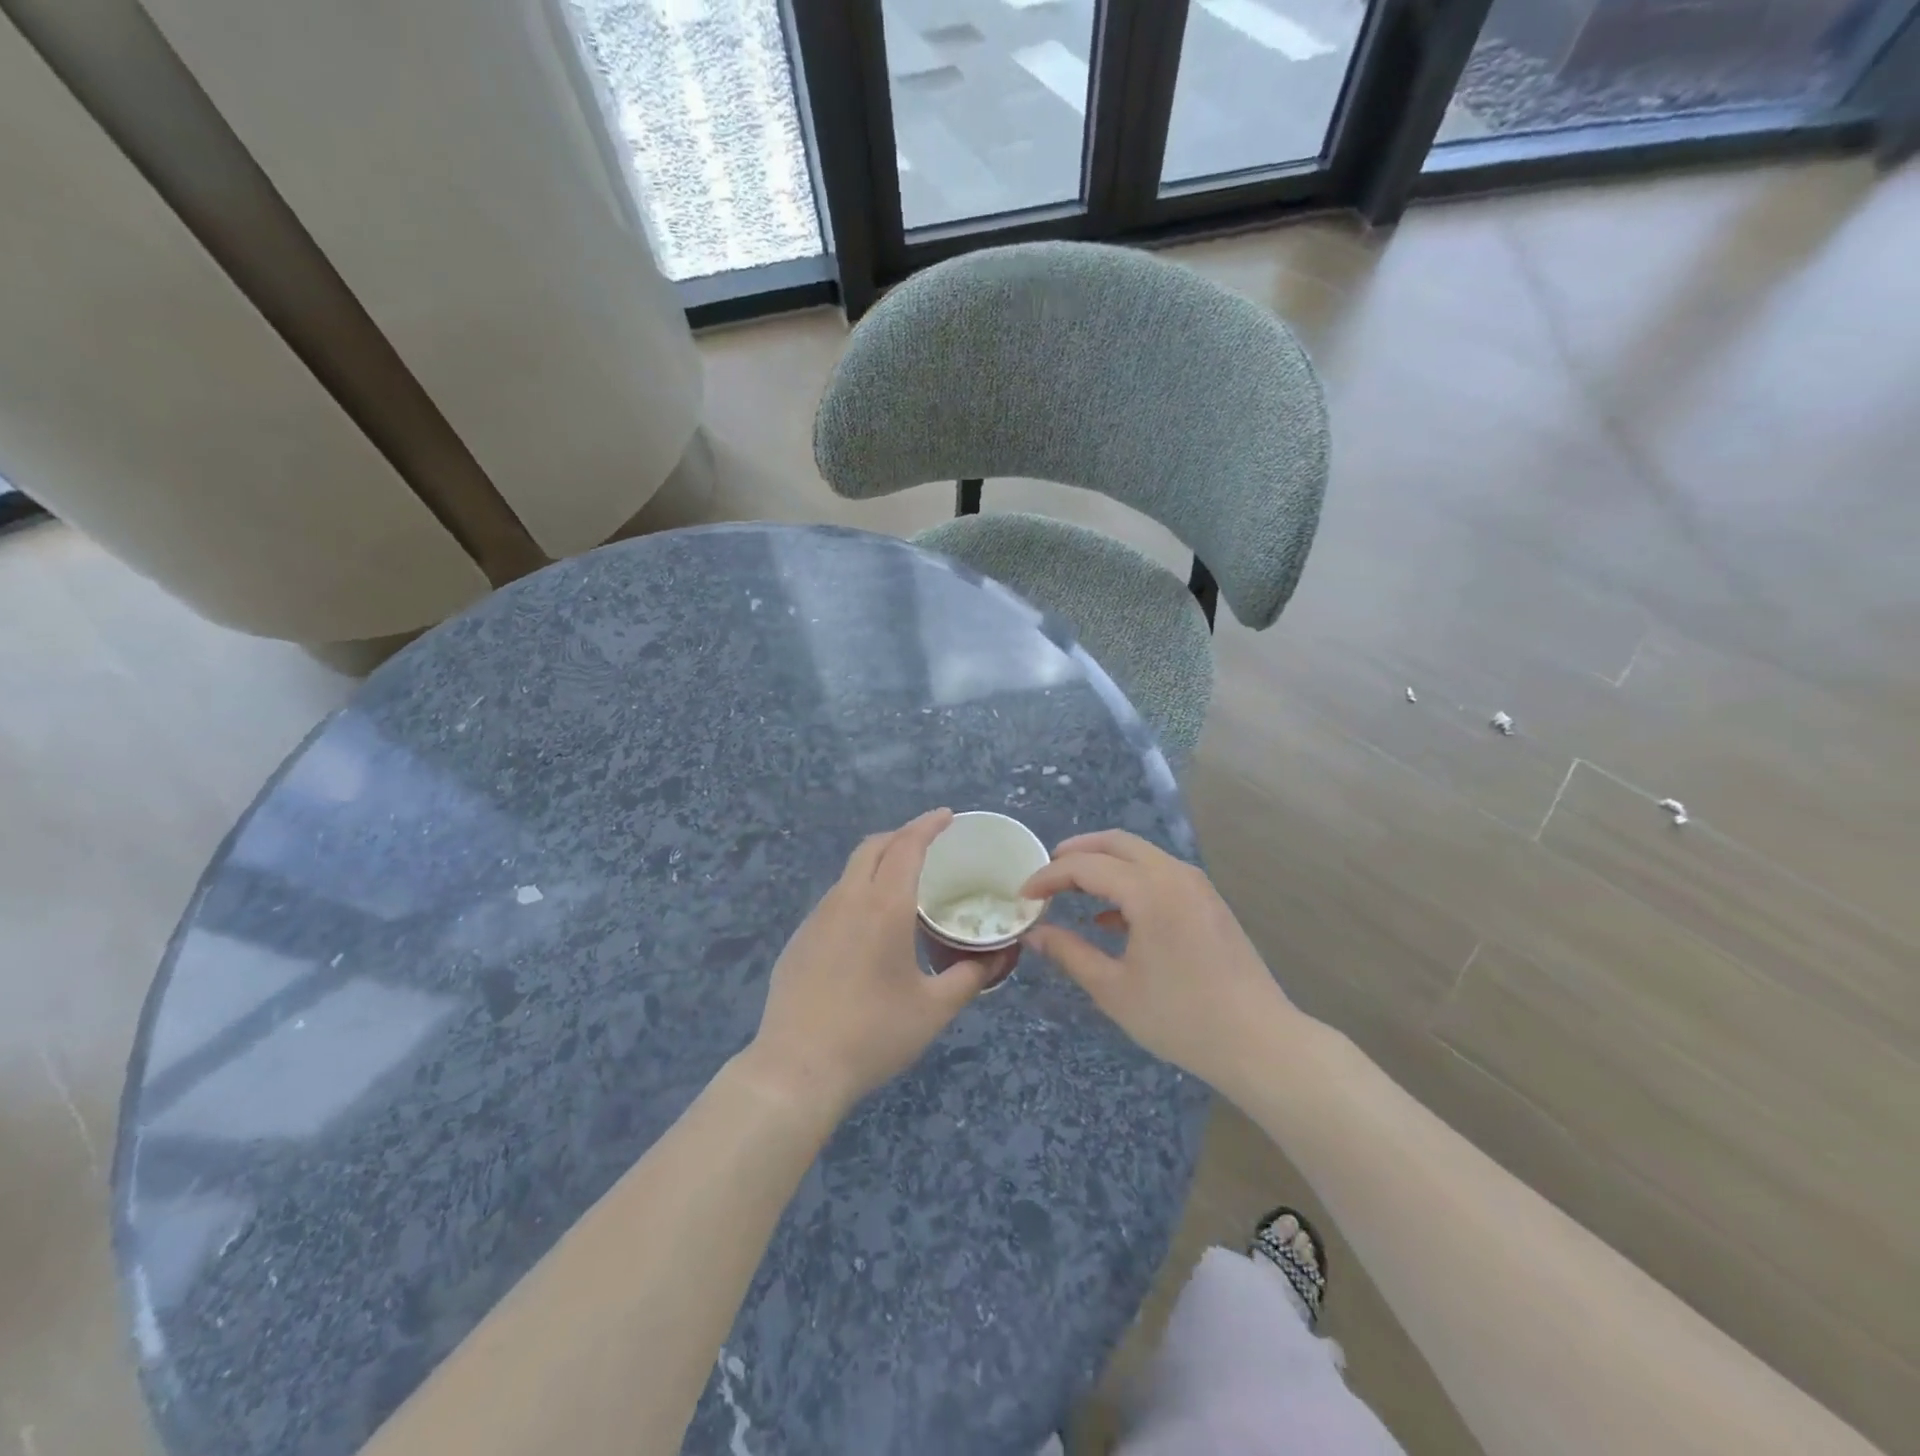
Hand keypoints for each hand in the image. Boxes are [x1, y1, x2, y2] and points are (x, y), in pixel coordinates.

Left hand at [744, 809, 992, 1115]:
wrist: (797, 1068)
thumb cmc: (873, 1034)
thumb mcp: (934, 1009)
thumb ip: (969, 977)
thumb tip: (995, 959)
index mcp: (884, 907)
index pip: (907, 847)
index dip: (928, 825)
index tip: (947, 816)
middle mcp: (847, 900)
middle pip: (873, 847)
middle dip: (902, 835)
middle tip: (929, 843)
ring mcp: (817, 918)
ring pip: (851, 872)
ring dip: (879, 863)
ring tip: (904, 883)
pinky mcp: (800, 939)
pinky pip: (835, 899)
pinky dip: (859, 891)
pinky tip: (869, 926)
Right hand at [1021, 830, 1295, 1086]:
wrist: (1260, 1043)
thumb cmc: (1182, 1018)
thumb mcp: (1114, 989)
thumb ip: (1070, 953)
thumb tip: (1035, 933)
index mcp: (1149, 891)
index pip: (1086, 866)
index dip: (1048, 877)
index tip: (1023, 896)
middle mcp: (1174, 874)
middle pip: (1116, 843)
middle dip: (1076, 853)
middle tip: (1045, 875)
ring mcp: (1196, 885)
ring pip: (1140, 855)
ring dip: (1103, 864)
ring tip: (1072, 891)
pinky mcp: (1208, 902)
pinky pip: (1159, 874)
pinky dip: (1129, 881)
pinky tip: (1111, 919)